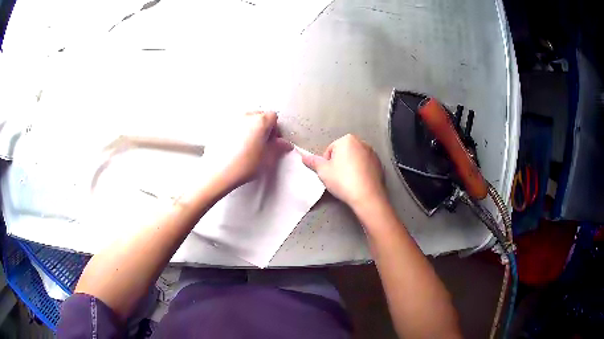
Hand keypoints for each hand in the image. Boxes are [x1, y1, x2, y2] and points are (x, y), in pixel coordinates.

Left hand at [203, 111, 292, 191]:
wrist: (217, 172)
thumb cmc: (244, 165)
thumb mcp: (267, 159)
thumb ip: (278, 148)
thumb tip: (285, 144)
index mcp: (260, 121)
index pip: (273, 117)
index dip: (275, 130)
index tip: (272, 142)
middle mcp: (245, 115)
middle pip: (259, 116)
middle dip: (262, 128)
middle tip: (261, 144)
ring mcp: (231, 119)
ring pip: (245, 120)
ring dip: (249, 129)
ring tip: (246, 147)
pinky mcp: (219, 127)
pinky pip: (233, 126)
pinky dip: (236, 132)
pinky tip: (234, 147)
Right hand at [301, 134, 386, 209]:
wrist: (367, 196)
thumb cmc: (343, 180)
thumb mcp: (323, 171)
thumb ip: (313, 162)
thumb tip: (303, 156)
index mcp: (347, 139)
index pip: (330, 150)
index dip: (327, 163)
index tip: (329, 174)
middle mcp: (362, 142)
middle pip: (344, 153)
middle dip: (339, 163)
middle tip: (337, 178)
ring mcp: (373, 154)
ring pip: (355, 159)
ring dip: (350, 167)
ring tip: (348, 182)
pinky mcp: (380, 165)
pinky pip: (365, 166)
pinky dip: (361, 172)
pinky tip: (358, 183)